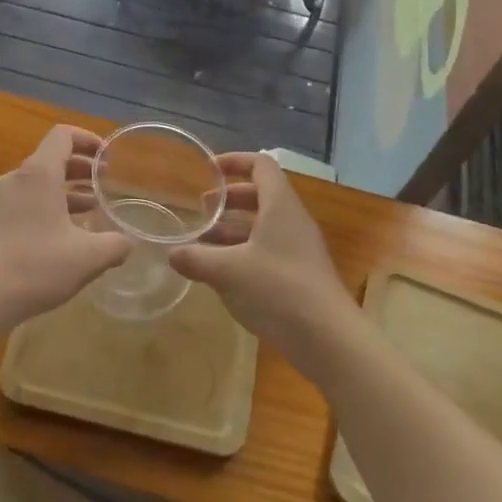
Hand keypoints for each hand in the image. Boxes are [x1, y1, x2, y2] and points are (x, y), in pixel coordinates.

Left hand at [0, 125, 129, 326]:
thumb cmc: (35, 266)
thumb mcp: (87, 258)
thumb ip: (114, 246)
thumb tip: (127, 244)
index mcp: (40, 174)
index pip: (63, 135)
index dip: (88, 139)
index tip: (107, 156)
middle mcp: (18, 178)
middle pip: (51, 158)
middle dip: (81, 167)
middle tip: (105, 181)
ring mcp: (0, 200)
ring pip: (39, 183)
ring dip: (67, 190)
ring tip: (91, 209)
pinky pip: (26, 202)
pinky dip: (48, 207)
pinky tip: (63, 235)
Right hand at [168, 153, 357, 372]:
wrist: (329, 339)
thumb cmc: (278, 290)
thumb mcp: (228, 272)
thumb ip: (197, 258)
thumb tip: (172, 253)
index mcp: (280, 205)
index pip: (261, 165)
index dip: (235, 161)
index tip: (209, 171)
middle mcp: (293, 220)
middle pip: (261, 195)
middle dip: (229, 200)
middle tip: (201, 211)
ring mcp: (300, 249)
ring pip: (263, 226)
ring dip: (233, 230)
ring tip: (203, 245)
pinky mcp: (301, 276)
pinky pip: (269, 250)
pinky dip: (245, 253)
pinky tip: (223, 275)